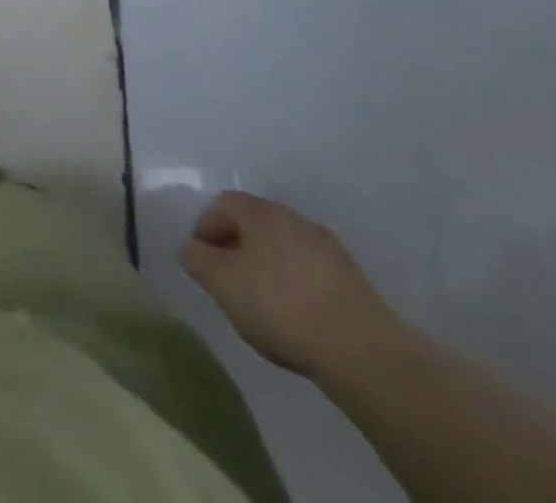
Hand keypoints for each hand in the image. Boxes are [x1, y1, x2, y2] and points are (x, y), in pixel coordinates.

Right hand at [180, 191, 400, 377]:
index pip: (222, 204)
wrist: (364, 352)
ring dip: (267, 268)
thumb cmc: (280, 306)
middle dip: (236, 249)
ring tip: (262, 306)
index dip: (205, 228)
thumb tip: (190, 248)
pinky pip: (310, 273)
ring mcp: (329, 249)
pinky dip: (296, 287)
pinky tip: (297, 319)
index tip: (201, 262)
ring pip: (284, 249)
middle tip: (228, 283)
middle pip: (254, 225)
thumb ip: (197, 259)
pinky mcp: (354, 281)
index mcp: (262, 212)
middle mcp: (295, 219)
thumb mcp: (222, 283)